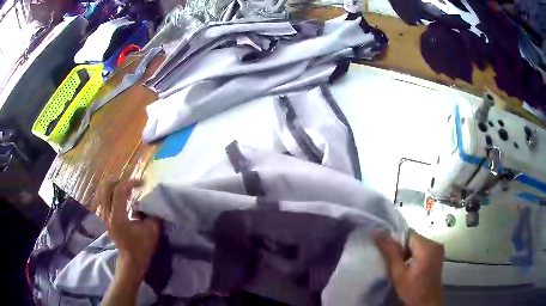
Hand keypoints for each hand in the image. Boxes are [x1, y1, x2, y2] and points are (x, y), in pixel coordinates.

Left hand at [97, 179, 159, 278]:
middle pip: (106, 187)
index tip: (143, 183)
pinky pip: (104, 198)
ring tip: (125, 187)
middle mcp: (108, 215)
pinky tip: (121, 195)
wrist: (131, 260)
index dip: (131, 183)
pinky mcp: (105, 217)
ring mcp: (104, 216)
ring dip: (114, 185)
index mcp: (118, 218)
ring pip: (102, 191)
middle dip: (120, 181)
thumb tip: (150, 201)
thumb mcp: (152, 231)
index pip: (119, 191)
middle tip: (131, 183)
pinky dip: (111, 192)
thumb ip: (151, 213)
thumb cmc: (142, 247)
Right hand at [374, 230, 443, 305]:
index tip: (387, 254)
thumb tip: (377, 232)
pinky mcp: (438, 256)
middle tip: (392, 263)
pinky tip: (409, 268)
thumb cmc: (412, 290)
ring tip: (399, 267)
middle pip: (413, 239)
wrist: (427, 304)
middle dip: (402, 249)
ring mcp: (438, 250)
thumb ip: (389, 252)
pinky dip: (414, 256)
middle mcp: (435, 243)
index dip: (396, 242)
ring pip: (418, 244)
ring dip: (407, 253)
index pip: (408, 234)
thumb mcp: (398, 273)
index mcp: (427, 246)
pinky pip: (423, 249)